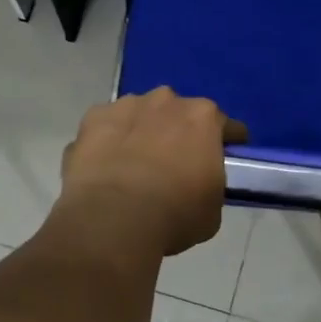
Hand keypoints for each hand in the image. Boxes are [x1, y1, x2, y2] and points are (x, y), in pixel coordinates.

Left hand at [55, 89, 246, 257]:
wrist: (113, 220)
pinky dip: (108, 140)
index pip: (226, 126)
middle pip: (179, 113)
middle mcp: (167, 101)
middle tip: (173, 164)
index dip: (227, 143)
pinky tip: (105, 166)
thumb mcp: (212, 210)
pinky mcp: (93, 118)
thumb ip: (209, 185)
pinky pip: (107, 126)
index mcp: (203, 118)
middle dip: (178, 132)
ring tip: (134, 165)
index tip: (224, 158)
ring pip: (141, 114)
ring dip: (142, 132)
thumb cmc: (173, 216)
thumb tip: (198, 184)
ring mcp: (126, 105)